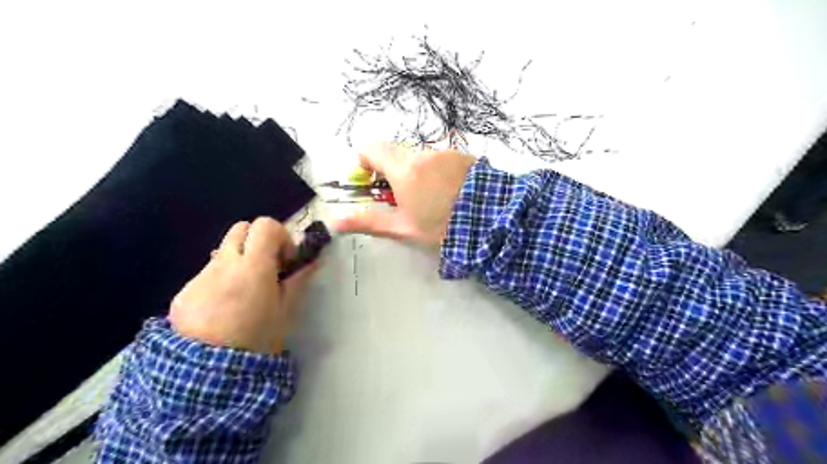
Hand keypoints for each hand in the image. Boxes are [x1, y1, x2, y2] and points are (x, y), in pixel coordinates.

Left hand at [169, 218, 315, 354]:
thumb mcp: (285, 311)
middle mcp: (223, 264)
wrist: (205, 374)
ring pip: (224, 251)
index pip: (265, 225)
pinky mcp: (184, 292)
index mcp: (252, 267)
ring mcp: (200, 276)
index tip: (285, 260)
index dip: (280, 236)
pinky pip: (208, 274)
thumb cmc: (256, 340)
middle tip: (267, 268)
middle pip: (241, 228)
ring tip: (246, 292)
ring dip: (240, 261)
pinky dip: (221, 280)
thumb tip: (312, 260)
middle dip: (258, 241)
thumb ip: (298, 280)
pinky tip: (224, 308)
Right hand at [333, 142, 478, 248]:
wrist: (493, 220)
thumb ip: (369, 222)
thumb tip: (335, 222)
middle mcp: (423, 153)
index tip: (373, 183)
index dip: (365, 162)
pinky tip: (450, 192)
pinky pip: (440, 158)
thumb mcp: (404, 228)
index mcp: (404, 169)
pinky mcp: (464, 155)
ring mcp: (446, 152)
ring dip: (417, 172)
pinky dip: (437, 171)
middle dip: (393, 172)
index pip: (371, 148)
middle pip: (396, 153)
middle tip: (404, 198)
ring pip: (420, 156)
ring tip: (432, 199)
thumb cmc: (443, 227)